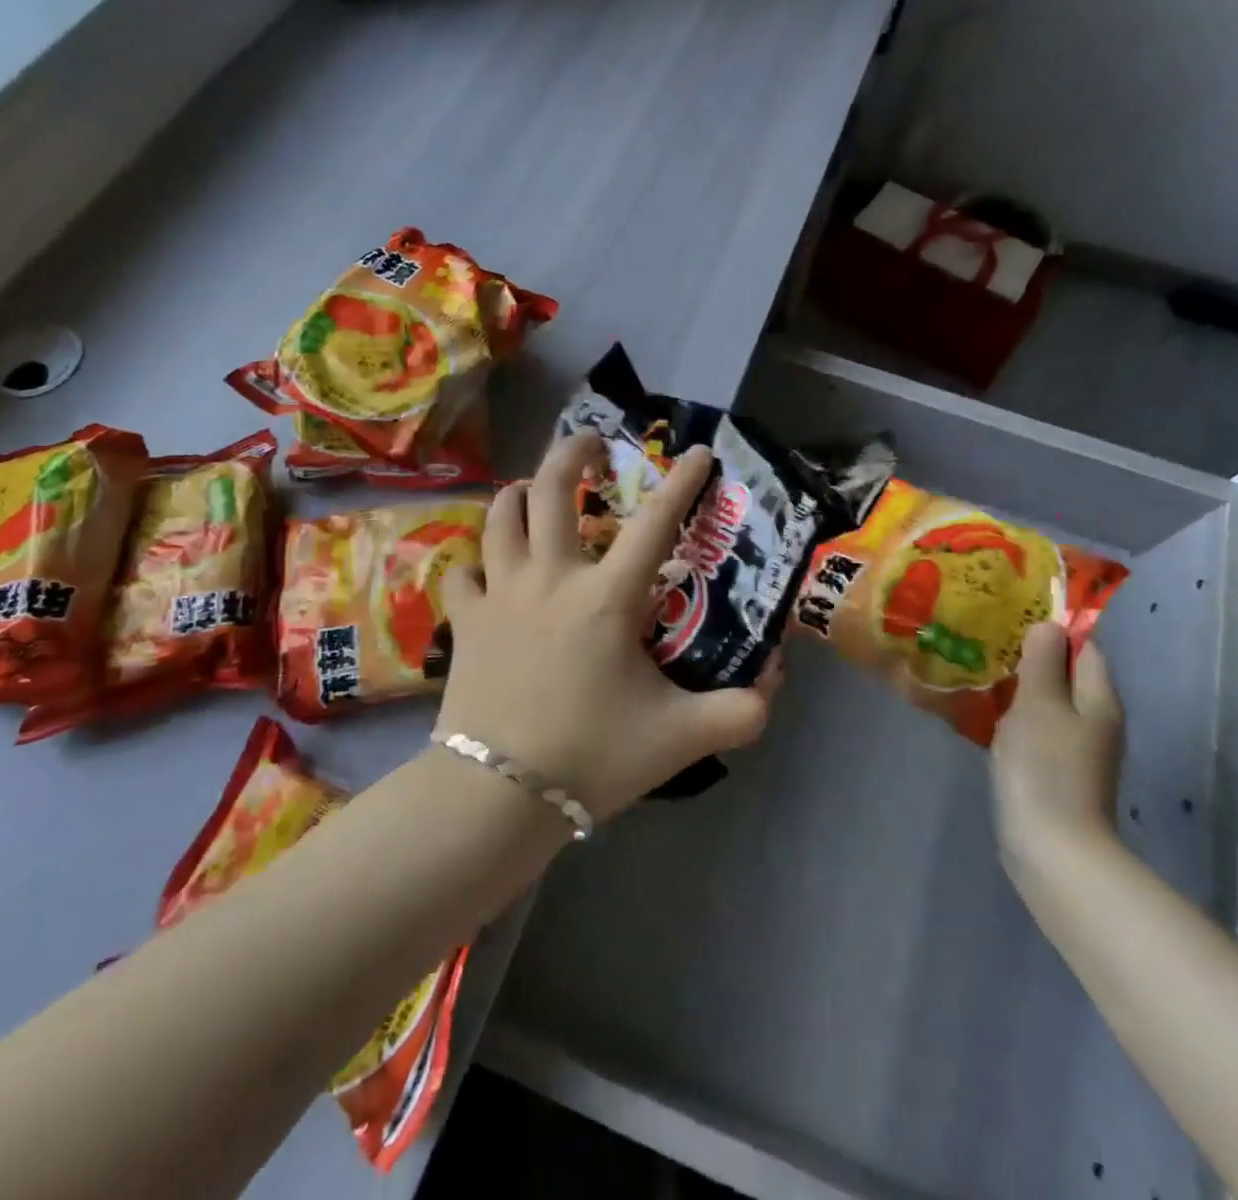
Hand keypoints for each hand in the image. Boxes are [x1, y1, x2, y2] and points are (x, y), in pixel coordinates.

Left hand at [435, 434, 778, 822]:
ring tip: (533, 490)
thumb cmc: (591, 757)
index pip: (655, 523)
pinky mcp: (465, 621)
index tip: (697, 453)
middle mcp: (550, 577)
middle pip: (551, 489)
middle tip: (591, 443)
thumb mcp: (680, 739)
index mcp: (606, 597)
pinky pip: (464, 573)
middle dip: (573, 453)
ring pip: (501, 516)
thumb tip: (773, 681)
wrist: (497, 796)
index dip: (682, 482)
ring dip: (519, 493)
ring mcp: (500, 594)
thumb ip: (739, 711)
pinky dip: (477, 563)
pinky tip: (487, 571)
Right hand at [990, 622, 1125, 890]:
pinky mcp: (1056, 772)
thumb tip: (1049, 625)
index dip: (1054, 631)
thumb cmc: (1045, 766)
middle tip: (989, 644)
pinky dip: (1016, 718)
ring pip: (1049, 703)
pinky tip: (986, 717)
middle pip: (1067, 676)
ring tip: (982, 674)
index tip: (1013, 619)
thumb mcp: (1039, 703)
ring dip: (1020, 689)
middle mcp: (1096, 721)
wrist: (1052, 847)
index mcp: (1099, 699)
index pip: (1084, 648)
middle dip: (1032, 658)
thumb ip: (1043, 662)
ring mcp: (1078, 750)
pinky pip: (1037, 729)